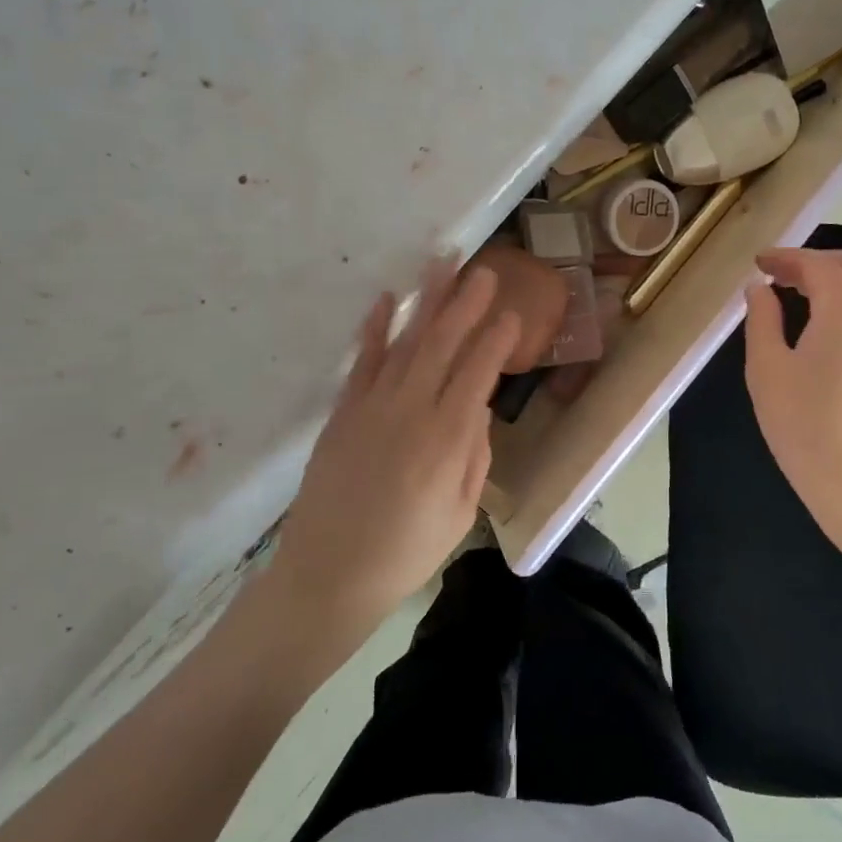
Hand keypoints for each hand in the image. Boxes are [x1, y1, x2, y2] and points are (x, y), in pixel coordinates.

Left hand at [267, 256, 520, 630]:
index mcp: (447, 439)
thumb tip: (478, 411)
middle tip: (485, 270)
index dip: (496, 340)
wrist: (328, 575)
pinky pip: (361, 361)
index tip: (512, 314)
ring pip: (405, 342)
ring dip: (427, 301)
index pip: (478, 373)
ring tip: (443, 265)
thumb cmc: (405, 553)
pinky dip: (374, 329)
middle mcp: (411, 411)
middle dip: (466, 304)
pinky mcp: (342, 413)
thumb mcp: (460, 514)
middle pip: (443, 344)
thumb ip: (475, 457)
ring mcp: (372, 407)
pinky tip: (386, 301)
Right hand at [743, 248, 841, 561]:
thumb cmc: (803, 426)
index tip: (758, 264)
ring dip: (840, 278)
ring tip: (803, 295)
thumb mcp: (766, 369)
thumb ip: (762, 320)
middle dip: (818, 260)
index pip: (818, 266)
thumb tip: (759, 289)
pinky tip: (827, 323)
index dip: (787, 258)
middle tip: (781, 275)